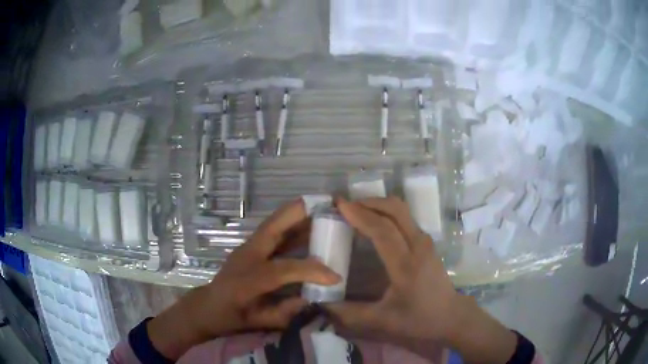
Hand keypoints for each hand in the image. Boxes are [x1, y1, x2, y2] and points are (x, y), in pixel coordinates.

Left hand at [148, 199, 340, 359]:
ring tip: (322, 208)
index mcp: (248, 279)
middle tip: (326, 205)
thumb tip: (314, 299)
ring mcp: (247, 248)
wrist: (209, 306)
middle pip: (273, 227)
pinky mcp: (250, 246)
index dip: (312, 271)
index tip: (335, 275)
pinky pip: (274, 231)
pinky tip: (308, 225)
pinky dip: (291, 224)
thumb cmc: (232, 316)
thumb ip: (287, 313)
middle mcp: (247, 256)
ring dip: (297, 214)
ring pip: (273, 224)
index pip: (285, 269)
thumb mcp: (260, 322)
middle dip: (300, 213)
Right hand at [326, 197, 458, 343]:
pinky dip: (387, 212)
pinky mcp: (427, 242)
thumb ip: (349, 313)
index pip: (383, 231)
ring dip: (378, 205)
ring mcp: (425, 242)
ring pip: (402, 210)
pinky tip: (374, 222)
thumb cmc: (418, 319)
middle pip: (395, 210)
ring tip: (356, 210)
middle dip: (368, 202)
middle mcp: (418, 246)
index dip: (360, 215)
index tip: (339, 205)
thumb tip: (321, 303)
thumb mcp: (382, 321)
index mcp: (406, 265)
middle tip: (344, 205)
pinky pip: (405, 218)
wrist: (450, 316)